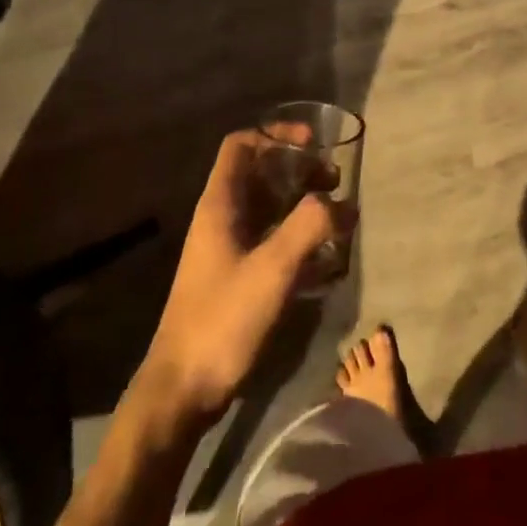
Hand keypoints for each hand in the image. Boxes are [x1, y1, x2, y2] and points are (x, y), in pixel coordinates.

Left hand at [138, 128, 354, 426]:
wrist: (182, 390)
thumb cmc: (223, 320)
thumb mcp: (273, 268)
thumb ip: (310, 227)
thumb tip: (344, 202)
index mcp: (221, 204)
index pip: (243, 145)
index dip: (277, 135)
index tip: (314, 143)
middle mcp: (223, 218)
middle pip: (262, 174)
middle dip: (300, 172)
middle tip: (334, 183)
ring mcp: (229, 250)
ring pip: (270, 210)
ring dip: (303, 207)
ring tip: (338, 220)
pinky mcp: (237, 279)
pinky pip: (273, 243)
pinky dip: (299, 242)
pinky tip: (327, 264)